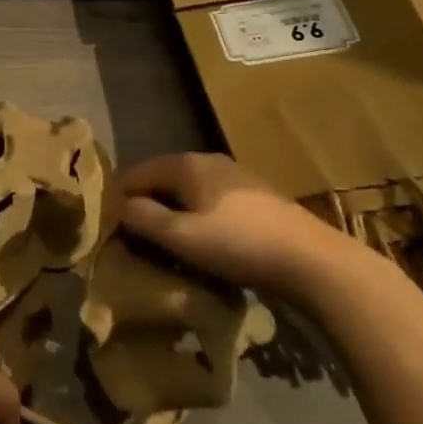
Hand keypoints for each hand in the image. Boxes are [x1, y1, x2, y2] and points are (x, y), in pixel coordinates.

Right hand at [117, 152, 355, 296]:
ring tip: (165, 245)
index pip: (135, 174)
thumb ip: (142, 219)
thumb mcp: (181, 237)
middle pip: (162, 181)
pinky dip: (197, 219)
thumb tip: (119, 207)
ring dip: (172, 215)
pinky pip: (210, 203)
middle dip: (144, 206)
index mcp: (185, 164)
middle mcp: (208, 161)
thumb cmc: (239, 245)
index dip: (117, 199)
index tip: (108, 229)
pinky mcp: (256, 198)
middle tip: (133, 240)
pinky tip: (202, 244)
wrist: (314, 262)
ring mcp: (236, 177)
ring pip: (187, 193)